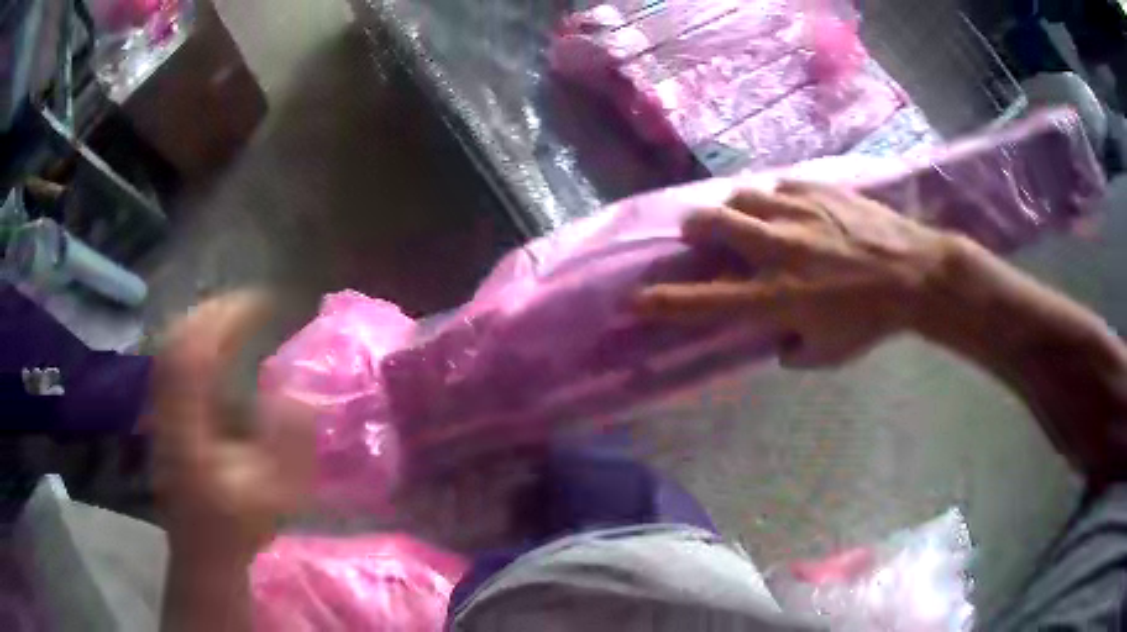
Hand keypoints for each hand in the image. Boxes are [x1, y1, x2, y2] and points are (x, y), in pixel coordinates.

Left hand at [147, 291, 314, 563]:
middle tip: (253, 304)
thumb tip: (298, 389)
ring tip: (238, 316)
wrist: (202, 551)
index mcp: (190, 427)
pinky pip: (174, 361)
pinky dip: (196, 342)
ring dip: (205, 322)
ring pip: (172, 346)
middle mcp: (168, 409)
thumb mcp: (275, 494)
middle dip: (217, 311)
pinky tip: (216, 347)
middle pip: (179, 339)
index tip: (265, 304)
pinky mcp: (164, 414)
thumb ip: (289, 443)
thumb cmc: (239, 525)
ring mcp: (161, 410)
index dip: (228, 318)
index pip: (196, 352)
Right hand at [635, 181, 955, 367]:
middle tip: (699, 233)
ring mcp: (797, 212)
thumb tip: (776, 341)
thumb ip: (792, 351)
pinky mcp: (818, 190)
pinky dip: (777, 199)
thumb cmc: (872, 320)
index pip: (706, 300)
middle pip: (714, 223)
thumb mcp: (829, 353)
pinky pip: (782, 188)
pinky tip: (792, 209)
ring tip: (748, 218)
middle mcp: (778, 249)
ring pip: (743, 197)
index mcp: (777, 296)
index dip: (664, 301)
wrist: (916, 273)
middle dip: (696, 228)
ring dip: (736, 209)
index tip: (633, 298)